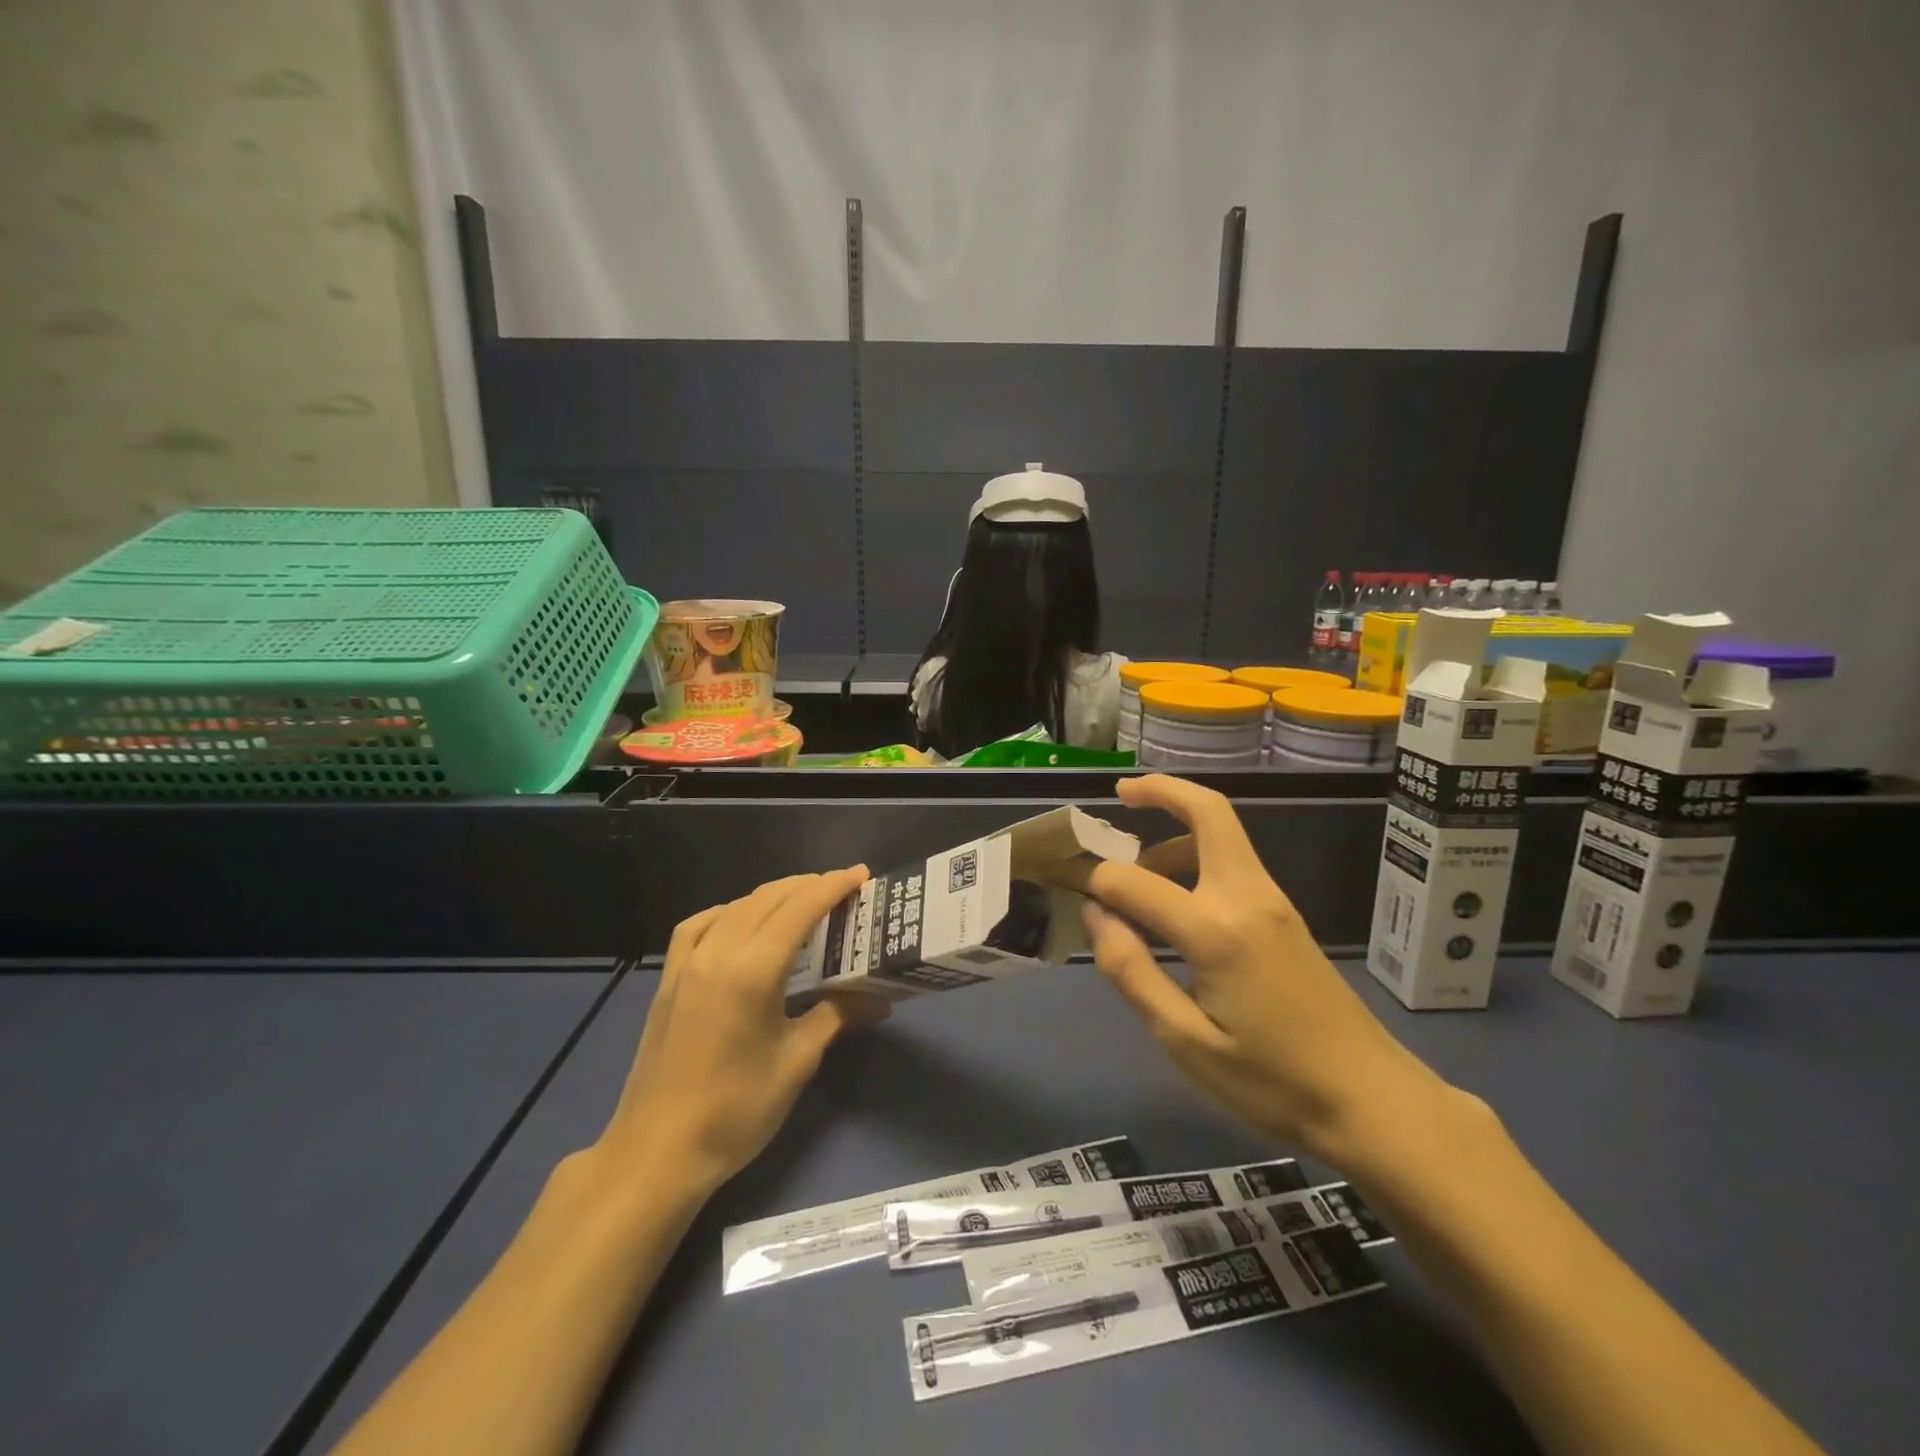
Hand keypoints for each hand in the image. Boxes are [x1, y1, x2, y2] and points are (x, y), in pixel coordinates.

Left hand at [598, 868, 888, 1191]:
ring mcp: (687, 963)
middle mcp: (718, 952)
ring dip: (772, 896)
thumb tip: (881, 999)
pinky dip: (727, 913)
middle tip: (843, 890)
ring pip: (735, 907)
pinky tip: (738, 923)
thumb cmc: (736, 1110)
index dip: (833, 886)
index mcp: (753, 969)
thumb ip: (837, 1016)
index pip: (800, 908)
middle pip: (768, 899)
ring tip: (801, 901)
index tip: (861, 875)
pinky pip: (698, 926)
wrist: (657, 1153)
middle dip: (807, 886)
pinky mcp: (668, 980)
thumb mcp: (797, 1061)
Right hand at [1074, 775, 1452, 1168]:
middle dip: (1161, 790)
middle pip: (1207, 812)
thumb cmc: (1273, 1083)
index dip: (1094, 880)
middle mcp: (1246, 896)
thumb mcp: (1186, 1042)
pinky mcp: (1283, 915)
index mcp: (1216, 931)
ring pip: (1221, 833)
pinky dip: (1195, 854)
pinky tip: (1173, 897)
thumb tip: (1096, 916)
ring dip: (1176, 828)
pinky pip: (1233, 861)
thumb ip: (1133, 972)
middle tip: (1119, 793)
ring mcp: (1271, 901)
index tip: (1067, 885)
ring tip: (1135, 864)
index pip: (1135, 882)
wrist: (1373, 1101)